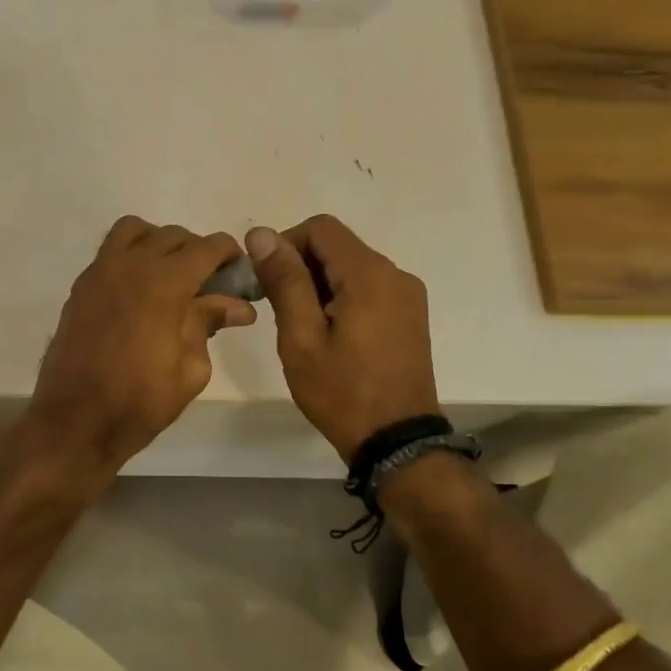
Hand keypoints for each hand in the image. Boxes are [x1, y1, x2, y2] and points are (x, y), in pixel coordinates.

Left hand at [27, 217, 256, 473]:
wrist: (75, 421)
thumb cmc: (140, 401)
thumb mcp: (190, 368)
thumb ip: (209, 324)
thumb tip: (238, 306)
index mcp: (165, 282)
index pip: (206, 247)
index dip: (229, 253)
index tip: (238, 271)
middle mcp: (131, 264)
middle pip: (173, 236)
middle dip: (198, 252)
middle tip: (210, 284)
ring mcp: (100, 271)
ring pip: (136, 231)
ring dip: (159, 243)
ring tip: (171, 276)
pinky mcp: (81, 286)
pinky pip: (110, 251)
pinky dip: (131, 255)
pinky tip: (141, 290)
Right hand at [246, 215, 438, 459]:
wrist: (396, 442)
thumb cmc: (341, 392)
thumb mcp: (301, 337)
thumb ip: (284, 281)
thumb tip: (260, 233)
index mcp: (369, 274)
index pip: (320, 228)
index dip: (285, 244)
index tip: (266, 281)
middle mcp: (395, 274)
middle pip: (337, 246)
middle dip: (301, 267)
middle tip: (280, 310)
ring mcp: (408, 295)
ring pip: (352, 267)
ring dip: (320, 284)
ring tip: (304, 328)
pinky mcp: (410, 315)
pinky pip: (369, 288)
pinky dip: (342, 297)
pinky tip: (331, 334)